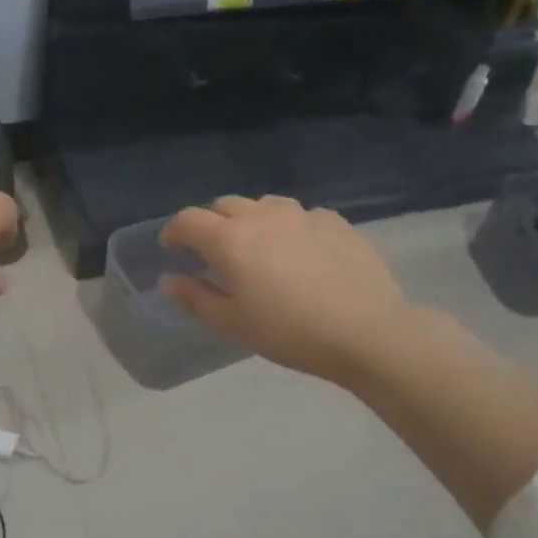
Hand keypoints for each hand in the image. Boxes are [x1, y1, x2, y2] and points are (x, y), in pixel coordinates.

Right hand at [159, 195, 416, 384]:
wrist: (368, 332)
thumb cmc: (290, 333)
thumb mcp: (233, 324)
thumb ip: (196, 298)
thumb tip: (169, 280)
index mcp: (230, 239)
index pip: (188, 220)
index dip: (174, 231)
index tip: (172, 247)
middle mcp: (262, 216)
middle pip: (224, 205)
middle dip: (211, 223)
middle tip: (214, 251)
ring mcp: (302, 214)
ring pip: (264, 205)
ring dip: (251, 220)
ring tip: (258, 247)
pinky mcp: (335, 221)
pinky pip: (301, 216)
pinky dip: (289, 228)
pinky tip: (301, 253)